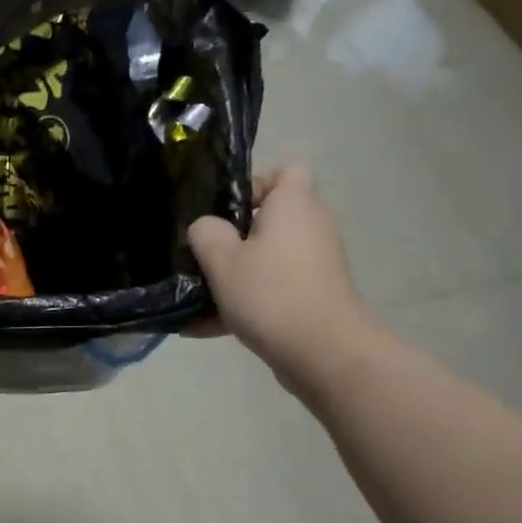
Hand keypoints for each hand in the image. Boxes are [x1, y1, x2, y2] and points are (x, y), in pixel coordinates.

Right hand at [187, 164, 377, 393]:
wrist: (324, 353)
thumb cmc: (271, 293)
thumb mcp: (221, 259)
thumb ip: (205, 232)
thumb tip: (206, 228)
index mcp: (294, 203)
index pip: (285, 169)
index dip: (255, 183)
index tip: (224, 211)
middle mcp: (312, 225)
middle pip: (271, 217)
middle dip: (235, 235)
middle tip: (204, 253)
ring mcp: (317, 262)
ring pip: (268, 257)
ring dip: (235, 274)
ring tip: (196, 297)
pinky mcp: (316, 294)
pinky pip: (273, 288)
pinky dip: (246, 302)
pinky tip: (203, 328)